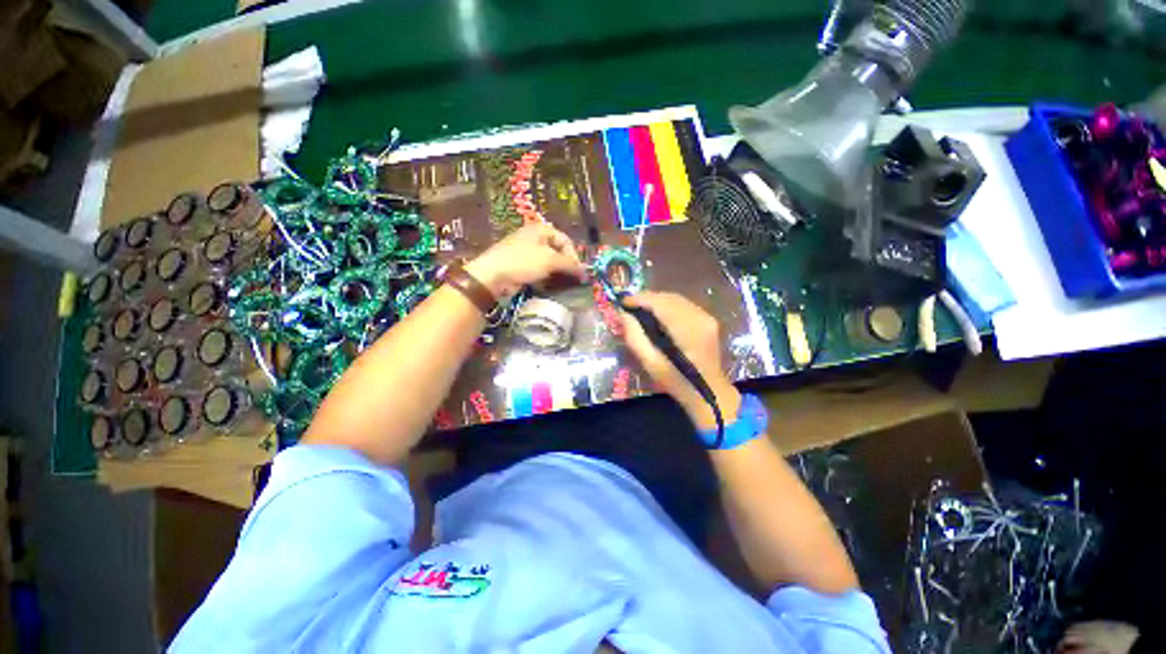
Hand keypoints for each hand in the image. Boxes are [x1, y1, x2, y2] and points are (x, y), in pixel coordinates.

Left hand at [465, 223, 587, 297]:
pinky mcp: (520, 266)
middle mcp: (534, 238)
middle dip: (565, 265)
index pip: (565, 240)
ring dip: (556, 273)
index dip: (573, 255)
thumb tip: (585, 270)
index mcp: (540, 229)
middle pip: (557, 250)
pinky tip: (548, 286)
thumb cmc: (523, 261)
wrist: (493, 275)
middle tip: (572, 279)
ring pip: (548, 262)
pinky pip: (538, 270)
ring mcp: (526, 252)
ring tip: (561, 284)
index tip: (578, 271)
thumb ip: (569, 264)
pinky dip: (545, 277)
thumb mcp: (550, 260)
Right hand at [619, 292, 740, 429]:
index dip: (640, 299)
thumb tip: (623, 314)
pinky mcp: (708, 319)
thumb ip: (635, 337)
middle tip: (629, 306)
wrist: (709, 393)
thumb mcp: (651, 363)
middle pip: (669, 298)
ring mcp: (707, 317)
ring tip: (640, 309)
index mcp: (687, 330)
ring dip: (657, 301)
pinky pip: (683, 305)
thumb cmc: (677, 382)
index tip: (622, 302)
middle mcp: (700, 318)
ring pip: (676, 299)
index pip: (661, 304)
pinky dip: (667, 305)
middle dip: (647, 299)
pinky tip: (657, 314)